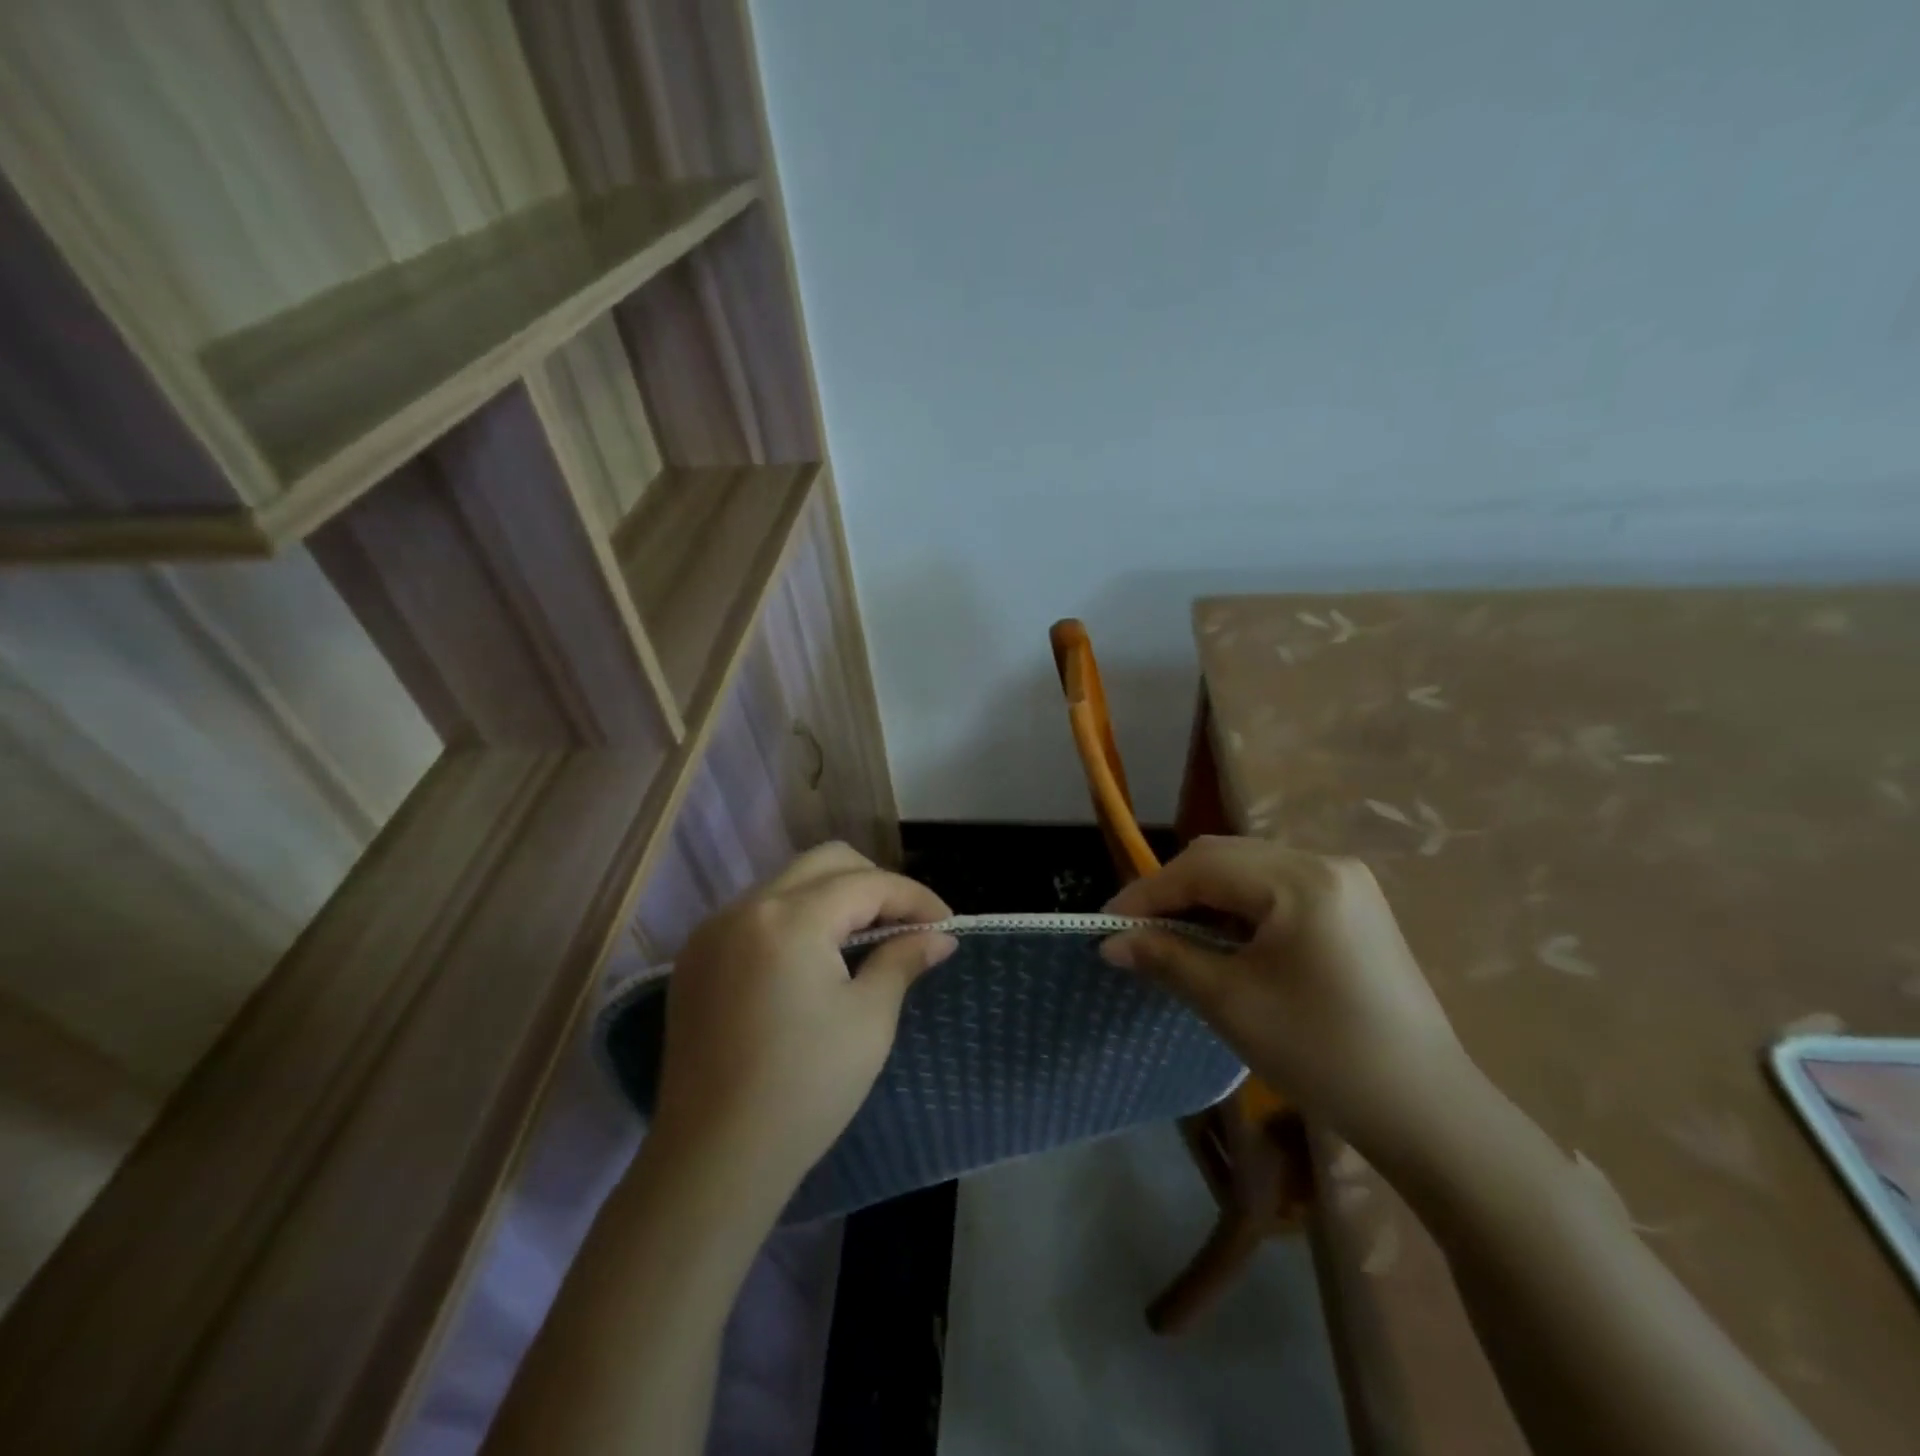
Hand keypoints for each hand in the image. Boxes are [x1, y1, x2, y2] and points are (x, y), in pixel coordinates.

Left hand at [651, 843, 956, 1196]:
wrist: (714, 1161)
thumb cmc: (805, 1089)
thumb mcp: (869, 1019)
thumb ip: (903, 960)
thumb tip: (938, 937)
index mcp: (789, 919)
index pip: (866, 883)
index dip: (914, 898)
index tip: (946, 925)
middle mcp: (744, 908)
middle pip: (825, 863)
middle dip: (874, 884)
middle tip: (907, 923)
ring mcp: (713, 932)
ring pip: (788, 883)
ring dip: (834, 898)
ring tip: (867, 939)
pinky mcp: (696, 959)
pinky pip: (757, 914)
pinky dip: (796, 919)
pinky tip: (816, 958)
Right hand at [1102, 836, 1469, 1152]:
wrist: (1426, 1110)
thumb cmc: (1322, 1053)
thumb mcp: (1231, 1003)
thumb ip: (1166, 959)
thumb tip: (1110, 943)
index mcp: (1301, 880)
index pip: (1202, 867)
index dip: (1148, 893)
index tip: (1108, 925)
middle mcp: (1325, 863)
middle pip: (1226, 857)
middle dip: (1174, 890)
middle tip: (1138, 933)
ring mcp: (1345, 883)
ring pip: (1249, 870)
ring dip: (1205, 897)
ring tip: (1174, 938)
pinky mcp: (1354, 906)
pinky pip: (1277, 889)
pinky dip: (1239, 908)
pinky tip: (1224, 941)